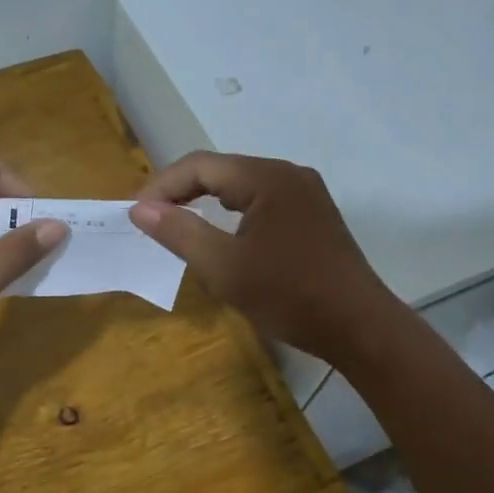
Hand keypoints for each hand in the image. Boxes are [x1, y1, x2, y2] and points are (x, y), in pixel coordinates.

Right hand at [130, 151, 400, 364]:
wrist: (358, 327)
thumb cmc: (289, 296)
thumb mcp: (223, 268)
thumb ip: (179, 233)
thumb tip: (140, 209)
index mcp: (268, 178)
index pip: (200, 165)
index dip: (162, 186)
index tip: (135, 215)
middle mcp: (289, 174)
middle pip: (222, 171)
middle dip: (182, 192)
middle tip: (151, 220)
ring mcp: (306, 195)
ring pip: (243, 187)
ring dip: (207, 203)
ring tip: (179, 226)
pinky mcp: (314, 217)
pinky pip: (263, 204)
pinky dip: (234, 215)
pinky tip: (224, 238)